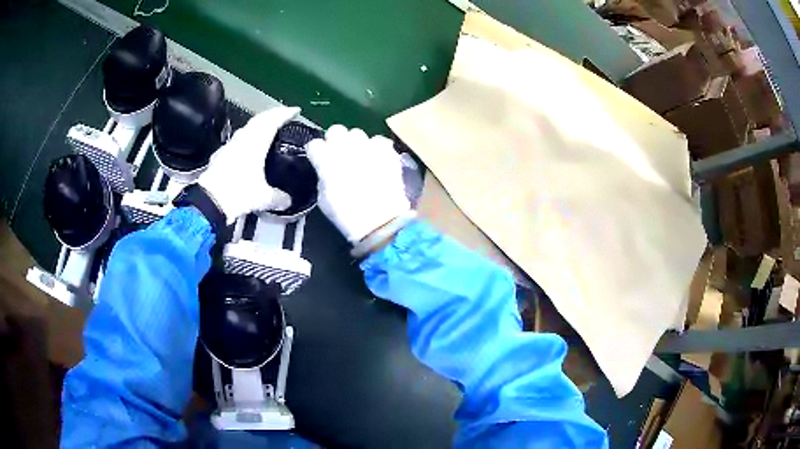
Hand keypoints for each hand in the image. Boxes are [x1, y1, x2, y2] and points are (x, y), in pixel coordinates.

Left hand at [198, 107, 299, 223]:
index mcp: (256, 142)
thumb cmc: (239, 194)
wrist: (209, 202)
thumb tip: (288, 201)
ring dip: (257, 126)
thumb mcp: (263, 198)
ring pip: (246, 129)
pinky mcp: (219, 156)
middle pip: (259, 120)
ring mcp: (229, 146)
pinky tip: (246, 148)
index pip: (273, 120)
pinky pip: (235, 142)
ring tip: (266, 130)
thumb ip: (278, 197)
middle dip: (272, 115)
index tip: (296, 110)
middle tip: (283, 116)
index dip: (285, 114)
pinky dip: (245, 140)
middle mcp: (242, 139)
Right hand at [307, 125, 410, 242]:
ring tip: (360, 158)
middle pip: (336, 131)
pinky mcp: (386, 150)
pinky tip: (377, 160)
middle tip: (339, 155)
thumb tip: (325, 170)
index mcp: (325, 158)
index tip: (318, 161)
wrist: (379, 221)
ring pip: (357, 134)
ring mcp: (367, 145)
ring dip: (356, 144)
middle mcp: (345, 146)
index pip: (314, 144)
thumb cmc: (346, 214)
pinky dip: (376, 148)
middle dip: (335, 141)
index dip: (316, 153)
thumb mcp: (323, 198)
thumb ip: (322, 176)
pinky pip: (378, 141)